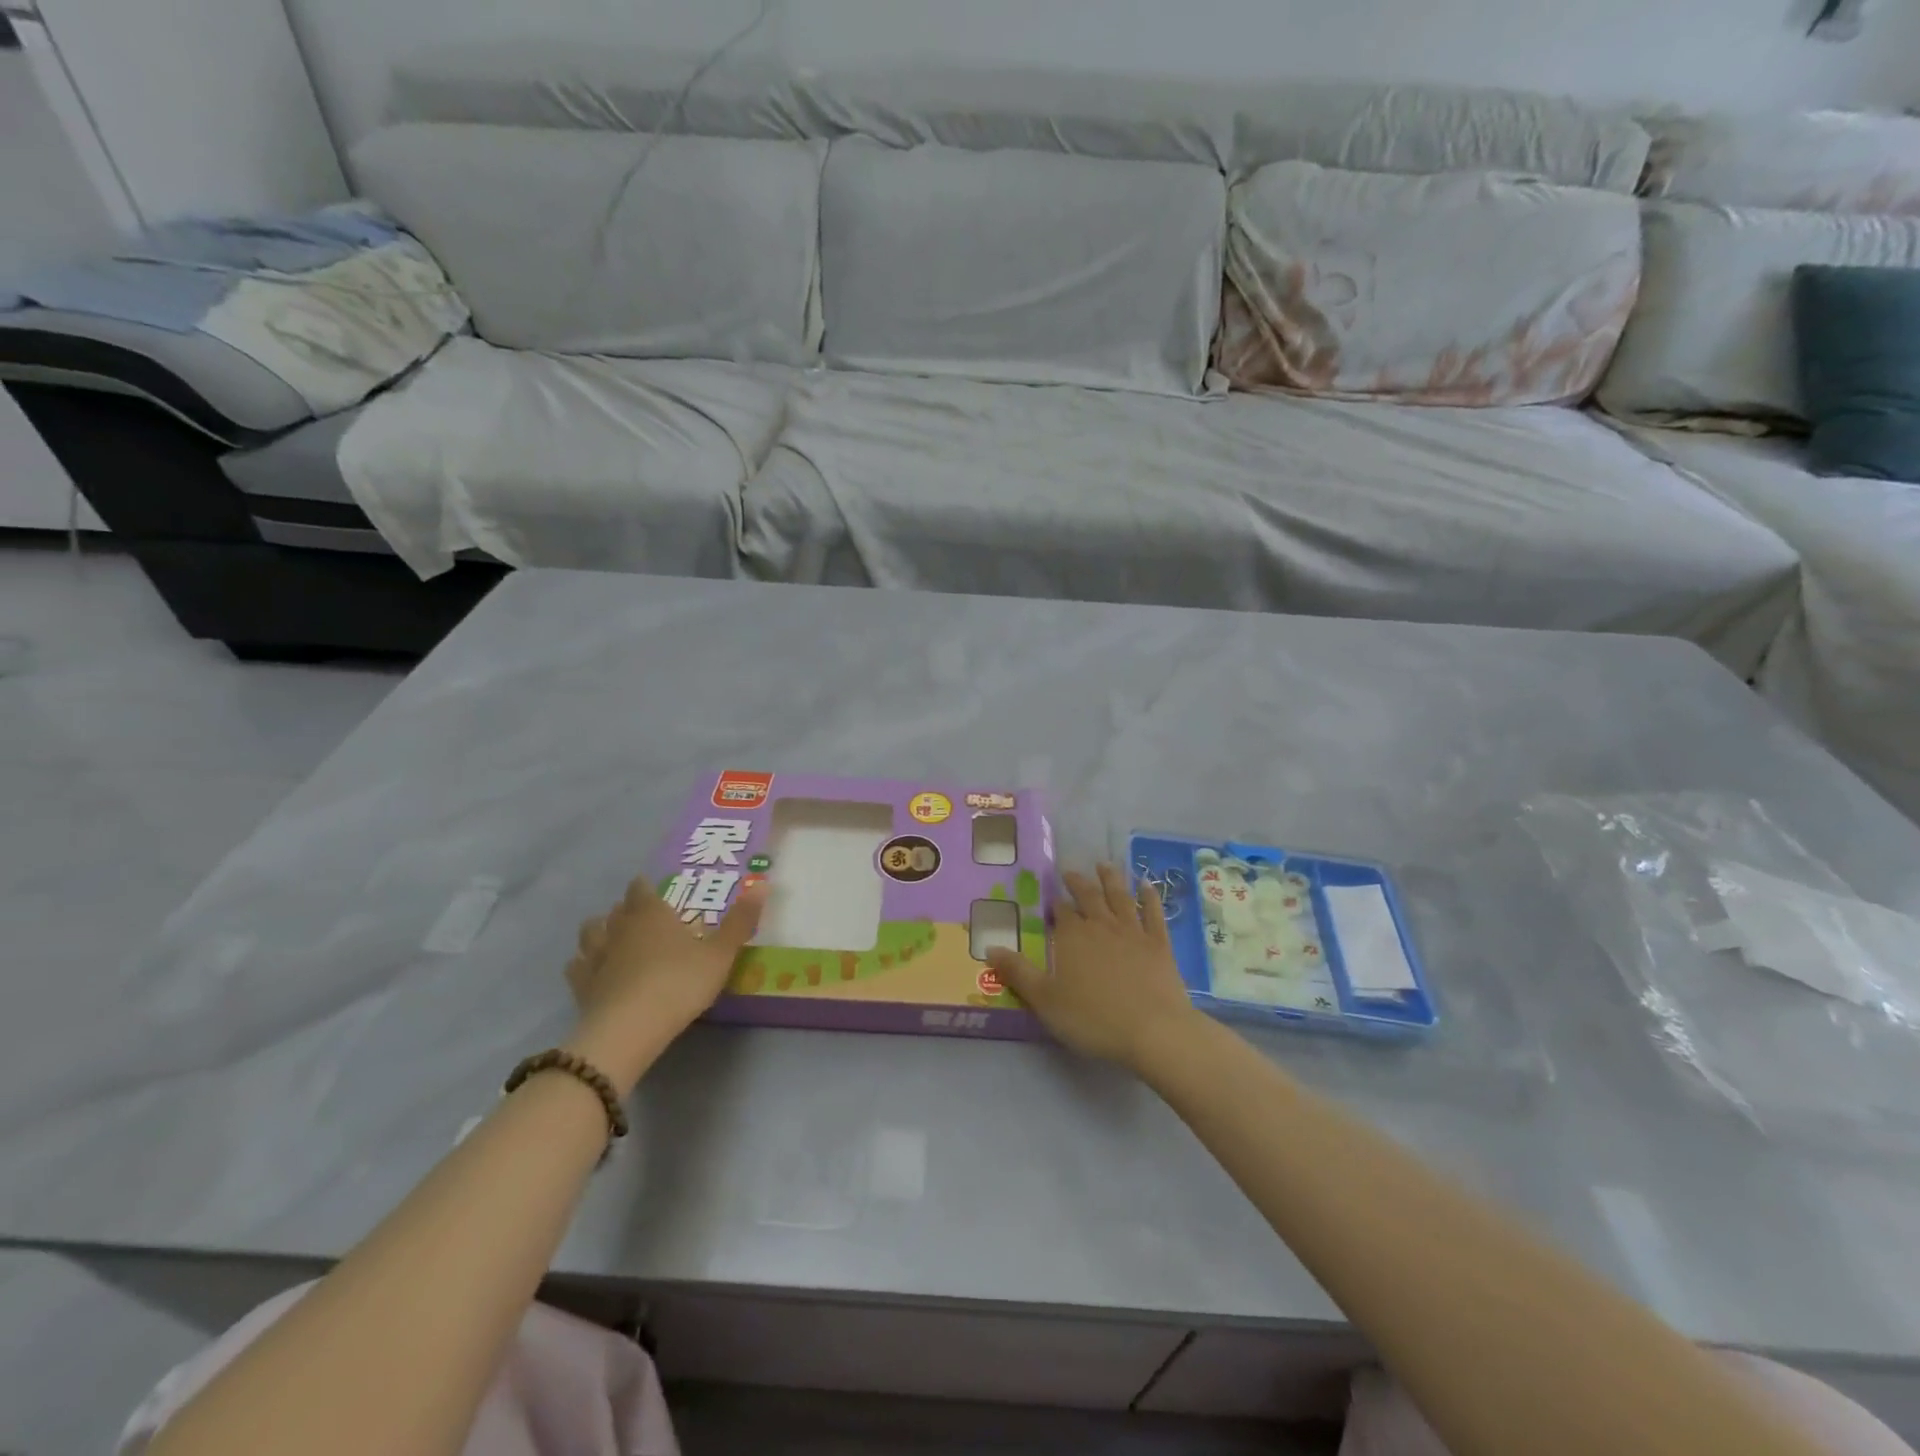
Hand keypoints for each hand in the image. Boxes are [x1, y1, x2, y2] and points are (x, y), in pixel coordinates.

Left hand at [563, 874, 767, 1088]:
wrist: (630, 1029)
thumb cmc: (680, 983)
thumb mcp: (720, 954)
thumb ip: (740, 921)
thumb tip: (761, 883)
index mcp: (652, 914)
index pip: (641, 890)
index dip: (645, 888)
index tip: (652, 889)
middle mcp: (620, 928)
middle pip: (617, 909)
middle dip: (626, 908)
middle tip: (641, 915)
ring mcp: (597, 957)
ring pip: (591, 933)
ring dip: (599, 930)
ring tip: (611, 937)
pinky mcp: (582, 987)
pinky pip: (576, 966)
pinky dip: (583, 963)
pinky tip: (592, 970)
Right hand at [987, 863, 1201, 1071]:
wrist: (1153, 1031)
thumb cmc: (1094, 1018)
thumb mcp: (1045, 1000)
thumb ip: (1018, 972)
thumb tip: (989, 947)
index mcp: (1072, 936)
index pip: (1061, 911)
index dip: (1055, 903)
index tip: (1050, 897)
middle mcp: (1101, 925)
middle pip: (1089, 897)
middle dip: (1078, 883)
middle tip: (1070, 871)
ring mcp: (1134, 932)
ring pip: (1120, 897)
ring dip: (1111, 879)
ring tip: (1104, 865)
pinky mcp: (1160, 944)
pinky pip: (1154, 913)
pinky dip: (1150, 897)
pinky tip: (1147, 886)